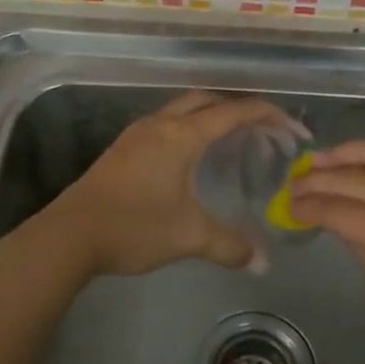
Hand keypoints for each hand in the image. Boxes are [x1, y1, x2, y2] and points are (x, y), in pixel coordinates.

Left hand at [39, 91, 303, 277]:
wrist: (69, 236)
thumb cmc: (133, 227)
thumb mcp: (189, 236)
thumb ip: (230, 245)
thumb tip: (262, 262)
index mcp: (181, 135)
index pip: (235, 112)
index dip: (270, 117)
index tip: (295, 132)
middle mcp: (161, 124)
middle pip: (208, 101)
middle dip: (241, 111)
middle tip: (265, 135)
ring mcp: (138, 134)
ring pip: (184, 110)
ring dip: (213, 118)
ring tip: (235, 144)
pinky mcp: (124, 149)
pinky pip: (168, 124)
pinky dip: (191, 129)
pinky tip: (195, 159)